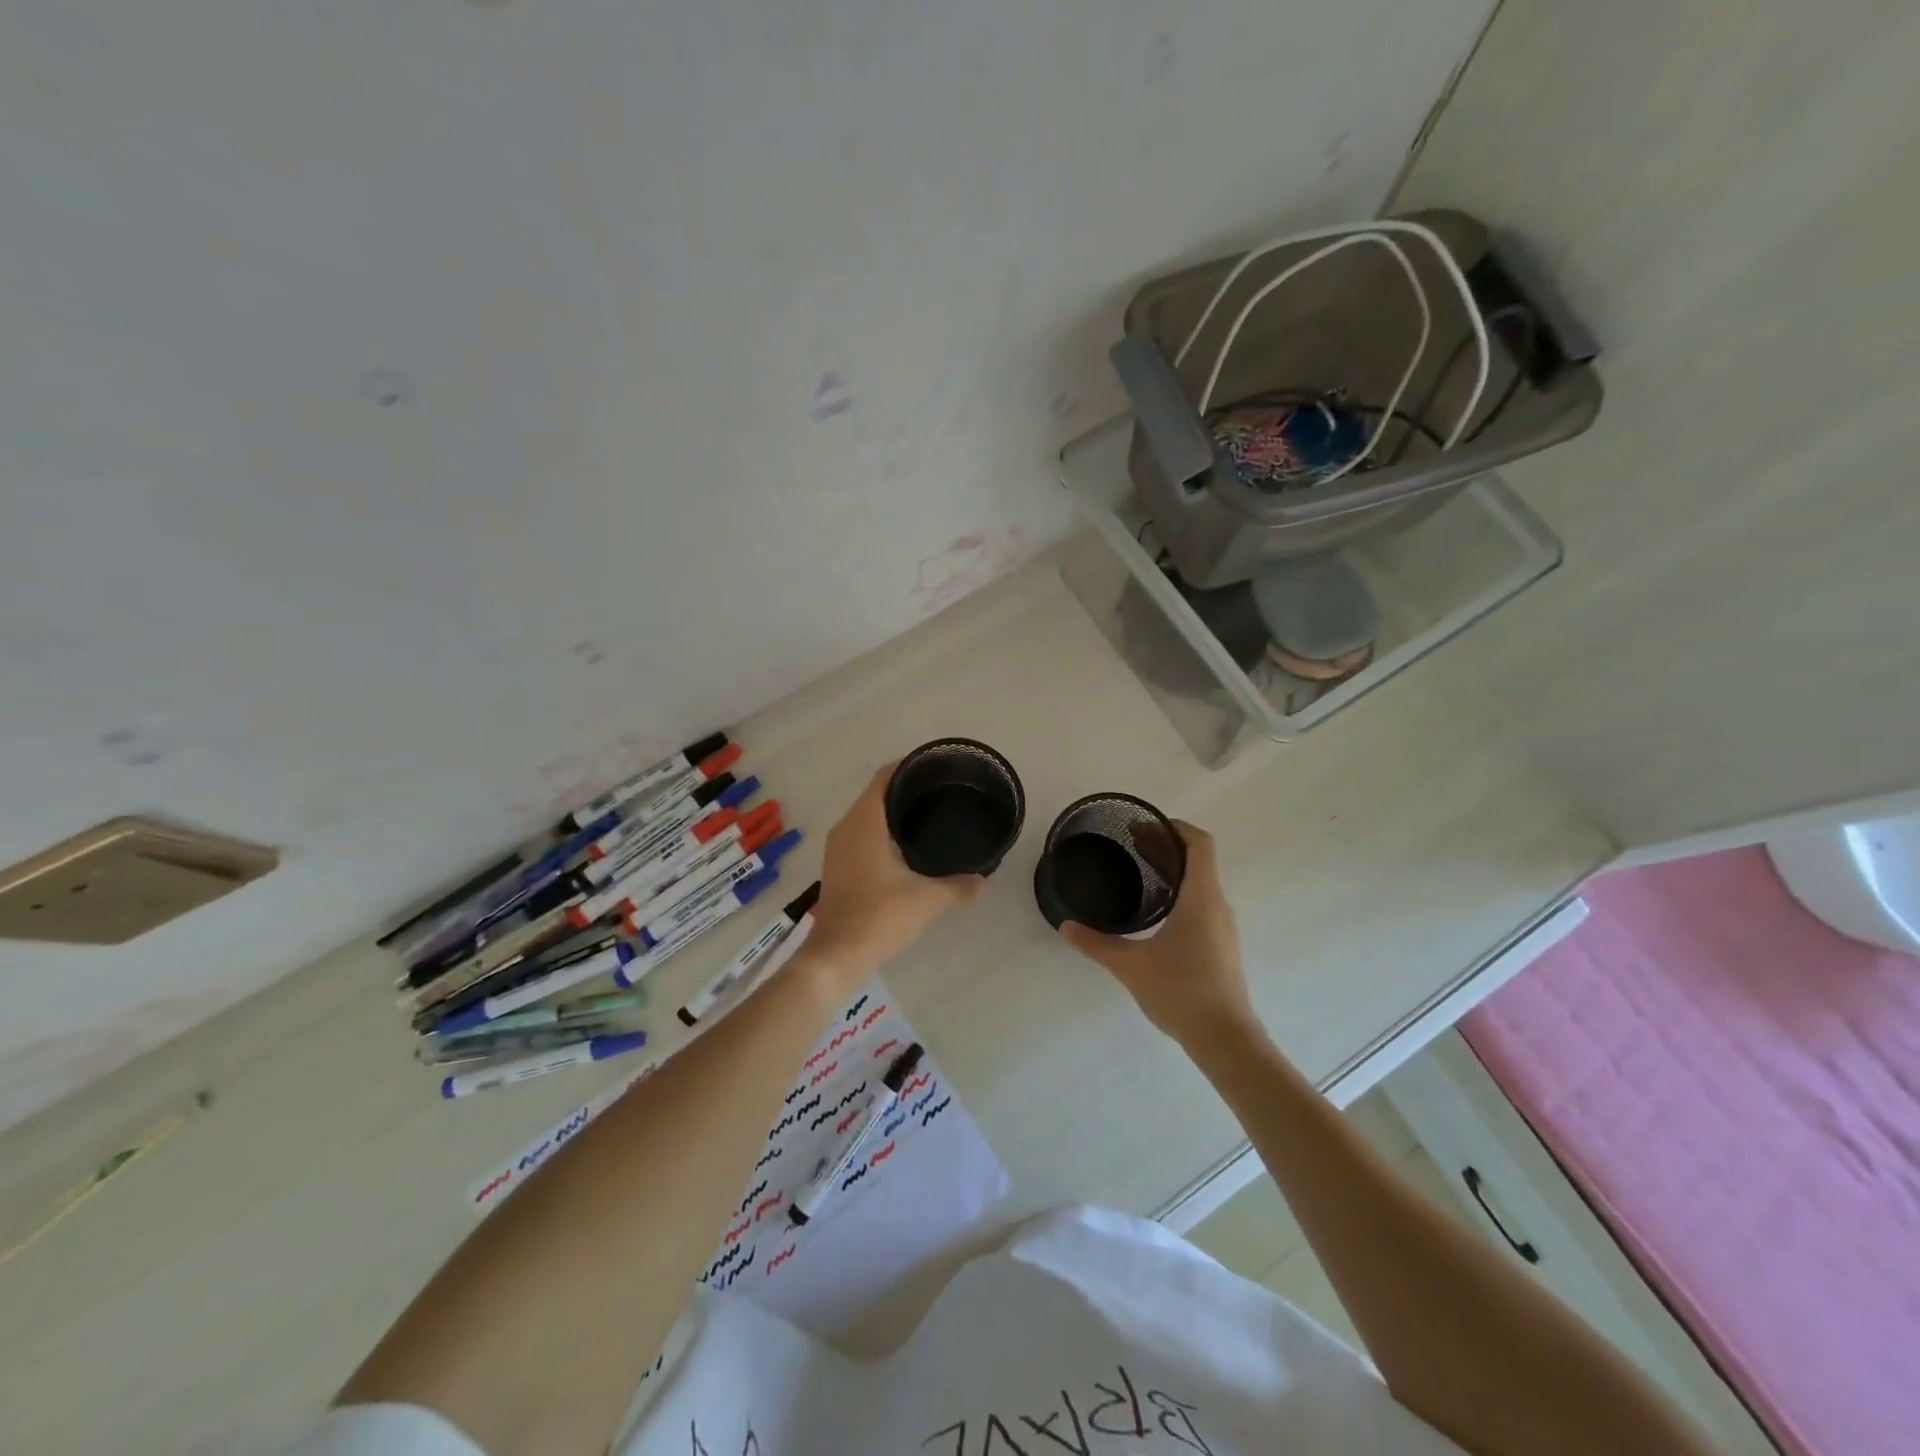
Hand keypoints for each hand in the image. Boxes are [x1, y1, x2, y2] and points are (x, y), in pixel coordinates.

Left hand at [803, 762, 985, 986]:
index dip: (907, 766)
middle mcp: (846, 827)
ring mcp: (838, 848)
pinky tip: (905, 846)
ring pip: (866, 816)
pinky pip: (860, 835)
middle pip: (876, 794)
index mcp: (864, 822)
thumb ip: (958, 886)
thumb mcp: (926, 899)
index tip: (934, 766)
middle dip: (905, 789)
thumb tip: (983, 880)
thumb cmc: (879, 916)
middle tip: (940, 791)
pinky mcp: (837, 866)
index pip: (884, 778)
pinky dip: (881, 832)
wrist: (836, 955)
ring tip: (928, 815)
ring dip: (892, 812)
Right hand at [1058, 820, 1257, 1048]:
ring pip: (1201, 883)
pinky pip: (1202, 903)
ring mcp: (1223, 926)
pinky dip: (1180, 892)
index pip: (1199, 843)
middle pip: (1198, 860)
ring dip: (1173, 870)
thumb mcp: (1130, 965)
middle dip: (1166, 846)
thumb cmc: (1181, 991)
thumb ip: (1096, 944)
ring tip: (1140, 872)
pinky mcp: (1221, 945)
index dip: (1175, 827)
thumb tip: (1066, 927)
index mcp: (1201, 897)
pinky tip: (1156, 910)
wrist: (1225, 1038)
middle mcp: (1217, 904)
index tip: (1144, 826)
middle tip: (1131, 844)